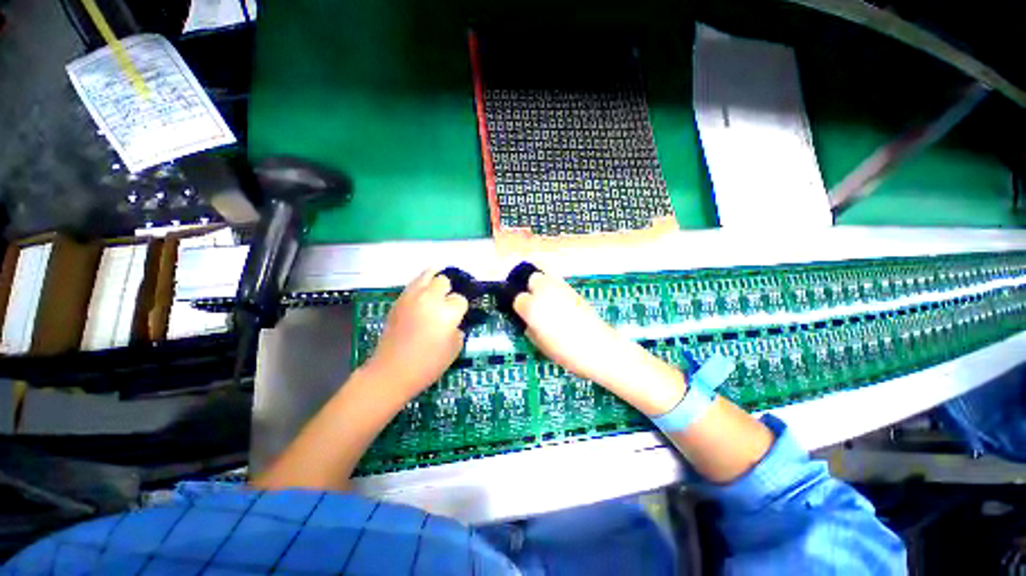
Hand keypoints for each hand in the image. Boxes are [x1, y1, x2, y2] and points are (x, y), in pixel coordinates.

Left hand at [361, 269, 468, 400]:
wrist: (392, 371)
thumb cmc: (428, 364)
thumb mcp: (455, 349)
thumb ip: (458, 329)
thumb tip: (454, 322)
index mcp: (447, 312)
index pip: (460, 299)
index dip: (460, 308)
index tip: (457, 317)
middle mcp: (430, 299)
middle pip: (443, 281)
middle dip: (447, 290)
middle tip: (446, 303)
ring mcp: (411, 297)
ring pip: (427, 275)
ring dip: (433, 281)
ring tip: (436, 290)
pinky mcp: (398, 301)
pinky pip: (413, 284)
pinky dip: (420, 286)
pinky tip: (422, 297)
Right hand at [512, 266, 686, 414]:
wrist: (599, 348)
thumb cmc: (566, 352)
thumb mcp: (541, 345)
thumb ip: (530, 329)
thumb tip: (529, 321)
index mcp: (532, 308)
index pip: (517, 299)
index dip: (518, 306)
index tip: (521, 313)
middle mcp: (545, 292)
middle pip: (532, 279)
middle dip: (528, 288)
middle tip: (530, 301)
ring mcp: (561, 288)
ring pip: (545, 277)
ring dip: (541, 285)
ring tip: (544, 301)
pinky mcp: (574, 290)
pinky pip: (558, 283)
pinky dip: (554, 289)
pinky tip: (558, 303)